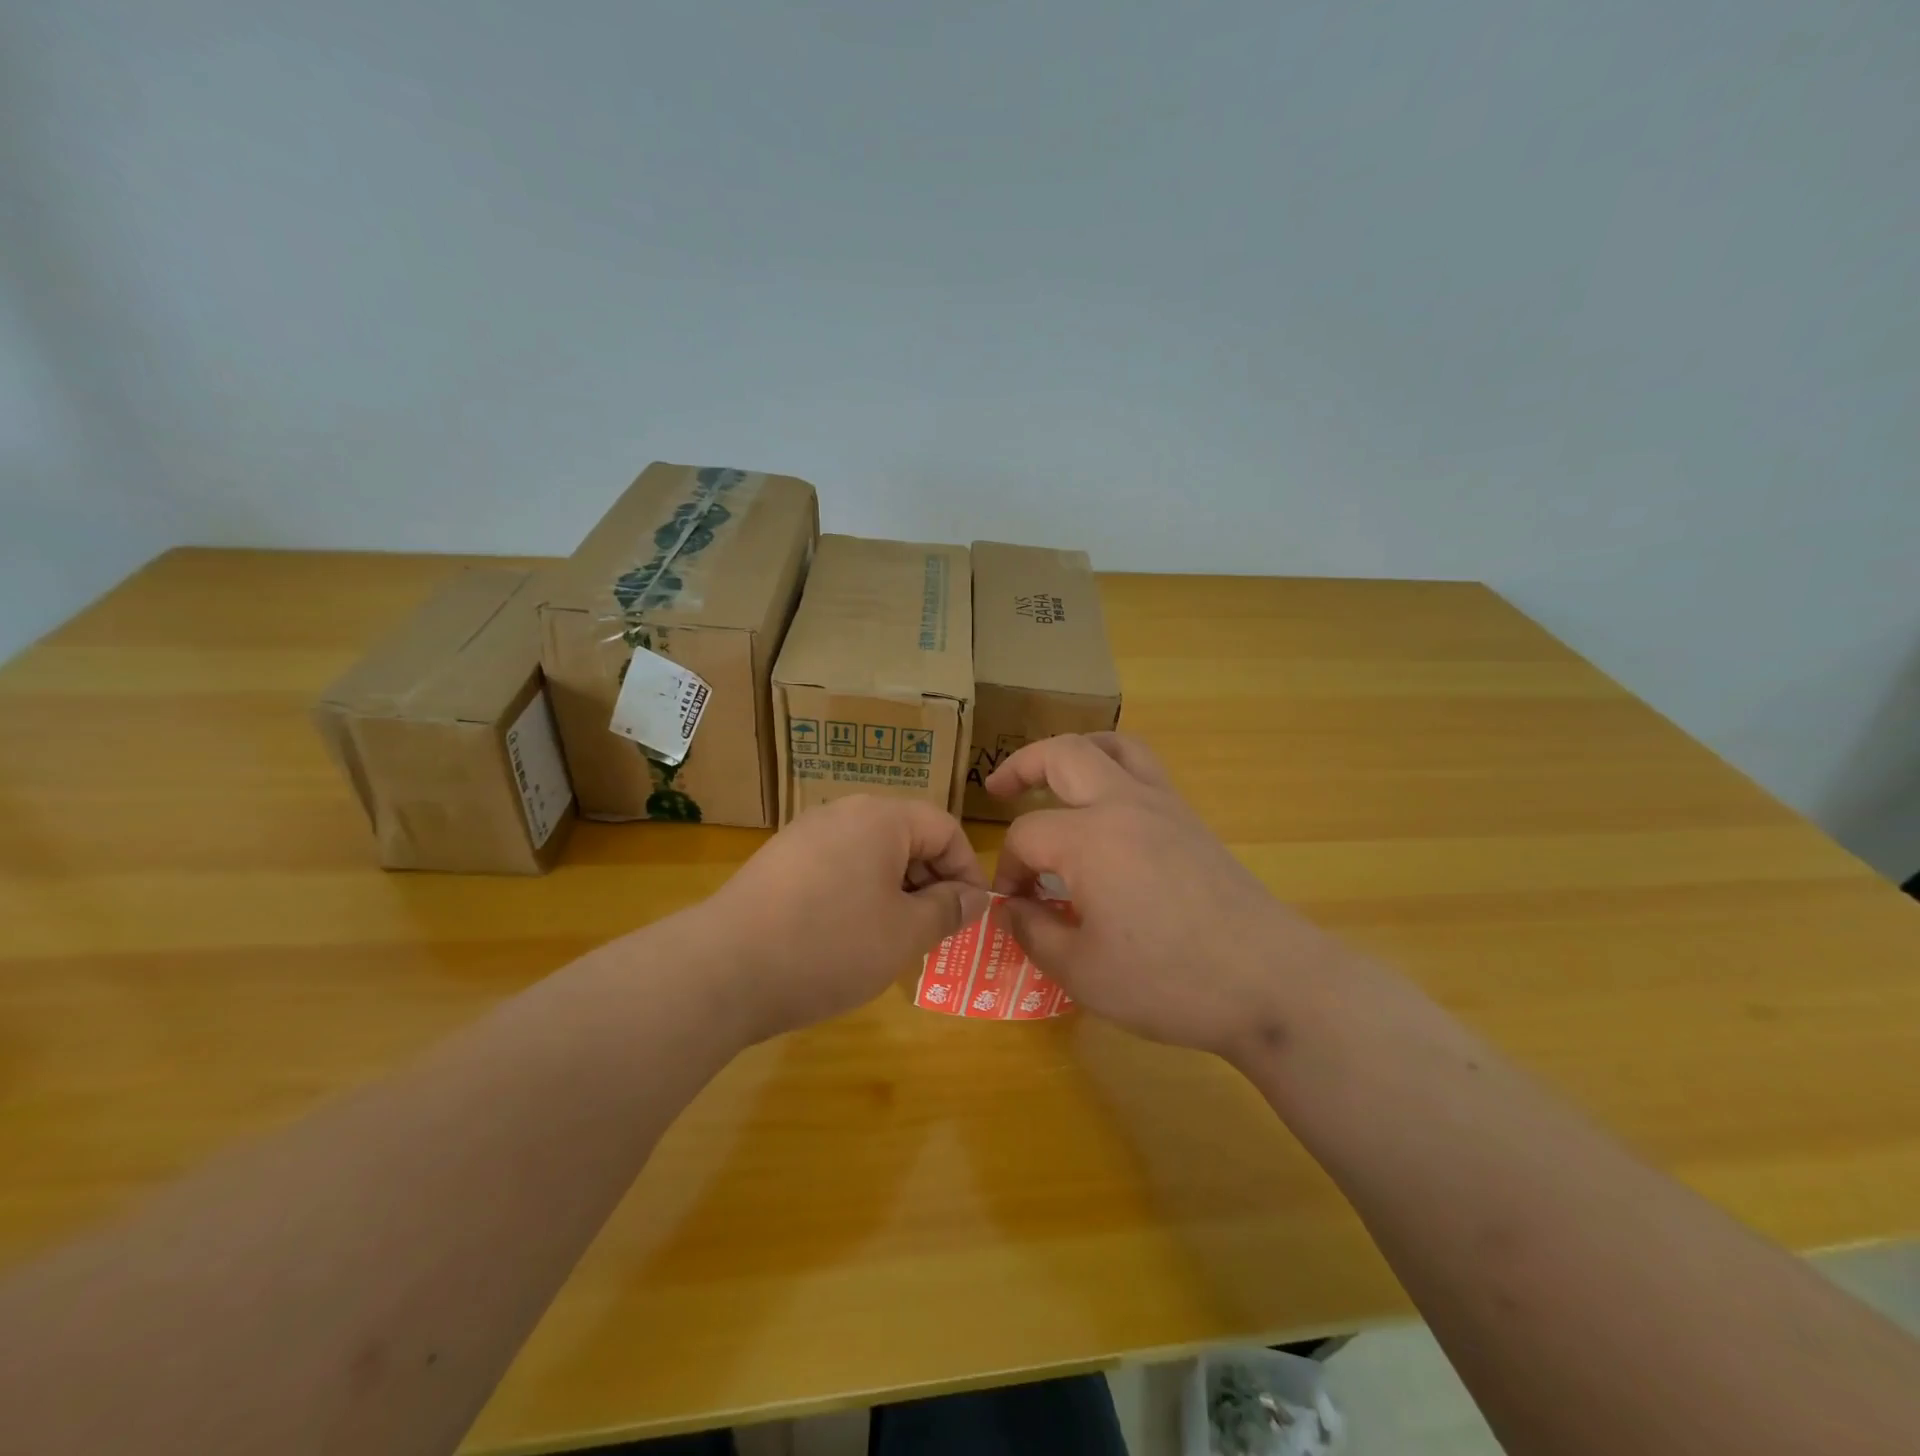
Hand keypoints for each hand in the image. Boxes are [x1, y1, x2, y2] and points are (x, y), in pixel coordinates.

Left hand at [700, 796, 990, 1041]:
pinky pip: (838, 866)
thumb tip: (974, 896)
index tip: (971, 915)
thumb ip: (948, 909)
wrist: (723, 969)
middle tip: (936, 932)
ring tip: (896, 938)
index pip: (945, 829)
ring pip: (871, 854)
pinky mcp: (780, 860)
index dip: (968, 871)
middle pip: (907, 837)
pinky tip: (849, 936)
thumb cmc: (829, 946)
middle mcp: (843, 812)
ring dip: (896, 891)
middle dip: (931, 882)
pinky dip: (858, 894)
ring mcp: (806, 833)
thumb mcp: (904, 933)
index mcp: (881, 818)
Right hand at [985, 733, 1352, 1063]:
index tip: (1013, 905)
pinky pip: (1145, 769)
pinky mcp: (1192, 821)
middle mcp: (1124, 804)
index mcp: (1089, 838)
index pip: (1026, 835)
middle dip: (1023, 765)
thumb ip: (1034, 932)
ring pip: (1114, 746)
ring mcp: (1164, 806)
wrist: (1271, 981)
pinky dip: (1114, 768)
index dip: (1008, 868)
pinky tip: (1107, 809)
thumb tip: (1010, 907)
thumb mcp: (1082, 971)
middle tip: (998, 788)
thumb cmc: (1169, 980)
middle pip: (1064, 754)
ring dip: (1075, 751)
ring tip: (1054, 774)